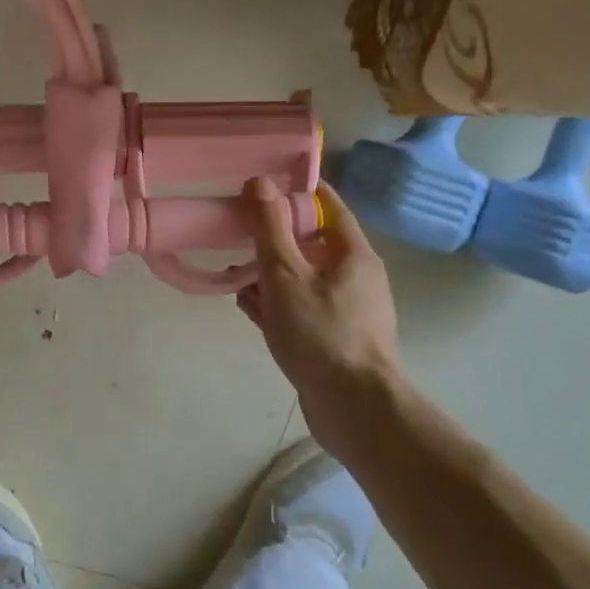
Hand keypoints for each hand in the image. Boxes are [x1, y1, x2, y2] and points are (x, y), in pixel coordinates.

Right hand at [237, 176, 403, 408]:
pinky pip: (301, 308)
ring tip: (234, 276)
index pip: (328, 205)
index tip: (262, 186)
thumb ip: (270, 228)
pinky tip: (248, 308)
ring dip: (269, 274)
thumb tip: (260, 181)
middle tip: (237, 235)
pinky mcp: (334, 338)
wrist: (353, 407)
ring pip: (302, 278)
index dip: (296, 191)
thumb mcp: (286, 274)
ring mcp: (346, 310)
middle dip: (273, 238)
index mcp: (352, 254)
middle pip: (311, 243)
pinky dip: (276, 303)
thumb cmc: (320, 333)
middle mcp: (355, 277)